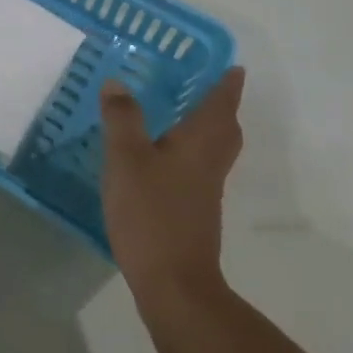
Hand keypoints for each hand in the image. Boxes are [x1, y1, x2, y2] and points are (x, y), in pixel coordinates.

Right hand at [100, 67, 244, 303]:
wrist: (174, 284)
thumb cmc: (152, 213)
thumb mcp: (127, 159)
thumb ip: (122, 118)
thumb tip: (118, 82)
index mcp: (200, 144)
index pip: (221, 106)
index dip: (228, 86)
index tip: (235, 68)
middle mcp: (209, 164)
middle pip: (226, 130)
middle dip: (222, 108)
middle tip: (209, 89)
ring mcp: (204, 192)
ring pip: (214, 151)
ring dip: (207, 130)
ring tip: (184, 116)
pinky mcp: (193, 213)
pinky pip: (198, 170)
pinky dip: (189, 154)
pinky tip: (162, 159)